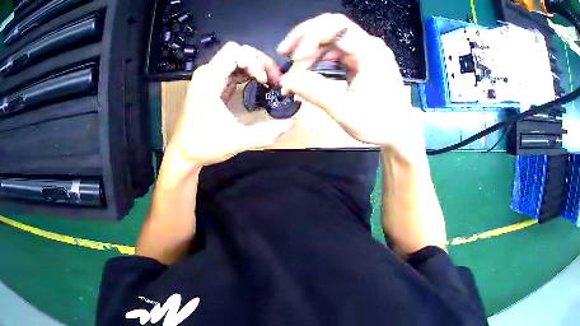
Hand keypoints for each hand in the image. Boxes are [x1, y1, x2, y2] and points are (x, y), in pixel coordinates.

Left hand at [167, 42, 293, 166]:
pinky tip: (259, 85)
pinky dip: (249, 74)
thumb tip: (293, 122)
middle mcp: (207, 74)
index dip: (254, 61)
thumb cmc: (204, 145)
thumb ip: (267, 133)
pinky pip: (233, 70)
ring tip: (270, 83)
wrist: (184, 153)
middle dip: (260, 62)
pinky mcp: (212, 85)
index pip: (234, 51)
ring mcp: (209, 78)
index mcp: (208, 80)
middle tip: (274, 80)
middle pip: (238, 51)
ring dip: (256, 67)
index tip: (264, 81)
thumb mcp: (236, 141)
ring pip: (237, 59)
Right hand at [278, 14, 424, 161]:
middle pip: (330, 27)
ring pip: (329, 39)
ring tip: (293, 69)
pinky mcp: (360, 60)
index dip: (310, 37)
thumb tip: (285, 80)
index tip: (294, 58)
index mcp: (370, 52)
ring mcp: (364, 51)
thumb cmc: (380, 124)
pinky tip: (307, 69)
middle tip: (284, 54)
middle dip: (304, 38)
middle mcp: (368, 45)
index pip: (335, 26)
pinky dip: (317, 58)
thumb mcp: (346, 111)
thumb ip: (315, 92)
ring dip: (308, 51)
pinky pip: (334, 50)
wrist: (399, 133)